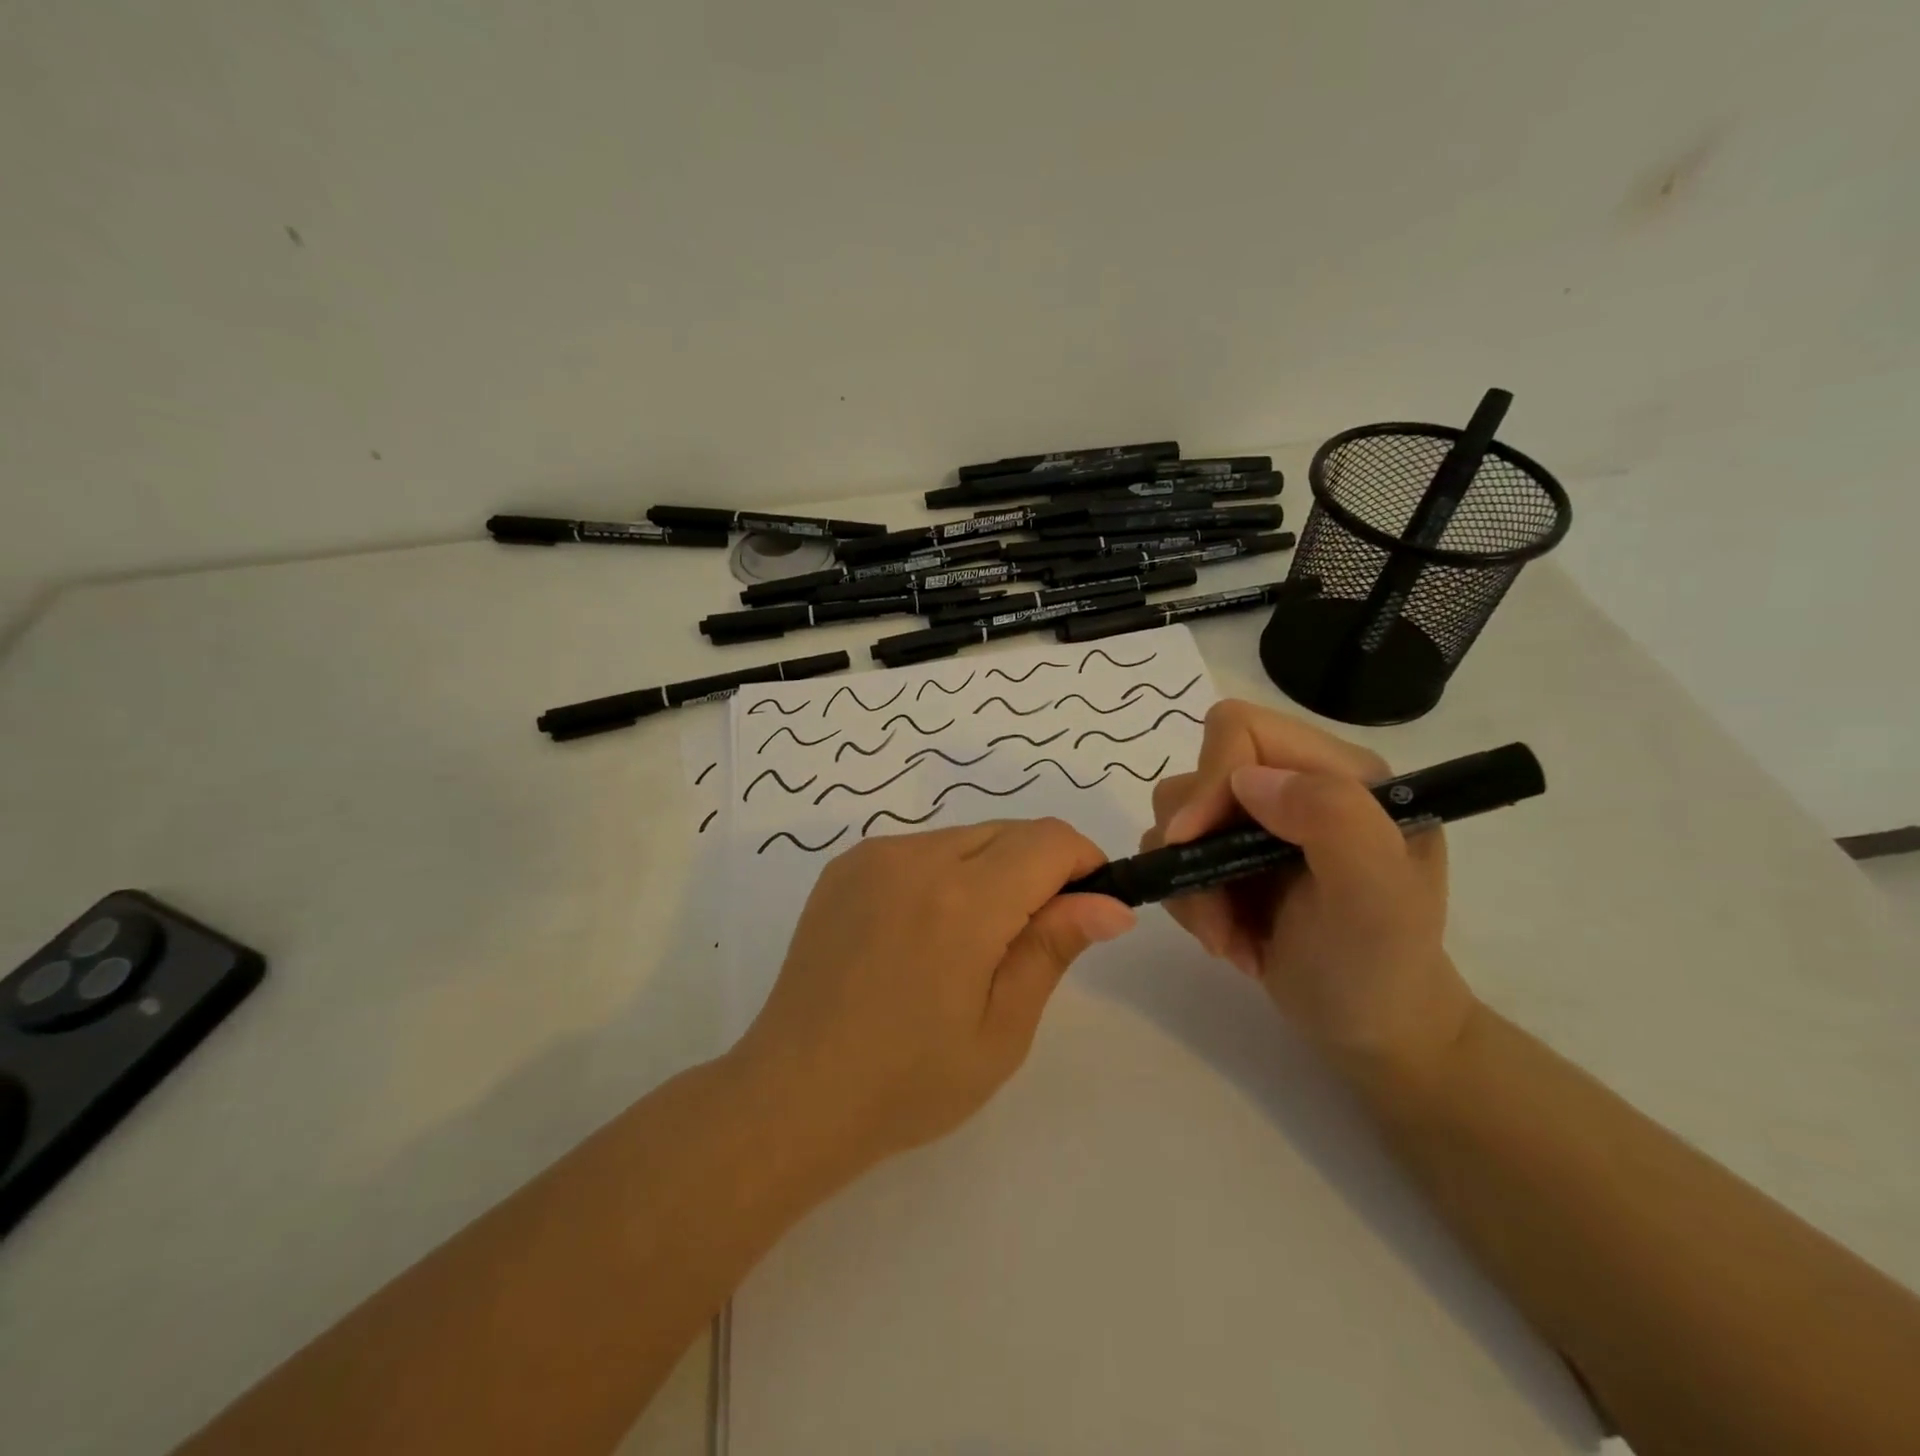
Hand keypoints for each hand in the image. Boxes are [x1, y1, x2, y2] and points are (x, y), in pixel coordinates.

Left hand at [733, 819, 1135, 1171]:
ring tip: (969, 945)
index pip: (1049, 840)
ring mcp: (873, 856)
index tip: (1088, 908)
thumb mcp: (1001, 1029)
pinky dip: (943, 874)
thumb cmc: (908, 1082)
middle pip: (1008, 832)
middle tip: (1027, 941)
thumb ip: (1053, 949)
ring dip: (990, 871)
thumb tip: (1111, 904)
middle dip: (1039, 870)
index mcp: (963, 900)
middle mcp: (916, 857)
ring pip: (964, 837)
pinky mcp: (844, 866)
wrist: (793, 1094)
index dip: (1083, 863)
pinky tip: (922, 934)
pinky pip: (918, 849)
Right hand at [1142, 700, 1475, 1077]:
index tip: (1193, 843)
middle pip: (1198, 774)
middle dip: (1194, 849)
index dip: (1209, 779)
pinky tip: (1229, 939)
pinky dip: (1189, 903)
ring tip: (1227, 936)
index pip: (1243, 731)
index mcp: (1339, 774)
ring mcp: (1257, 824)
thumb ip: (1332, 819)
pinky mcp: (1228, 859)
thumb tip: (1248, 781)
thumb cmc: (1382, 968)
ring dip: (1191, 886)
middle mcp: (1293, 787)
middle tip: (1217, 913)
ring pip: (1176, 818)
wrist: (1373, 1032)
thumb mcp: (1378, 898)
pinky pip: (1172, 857)